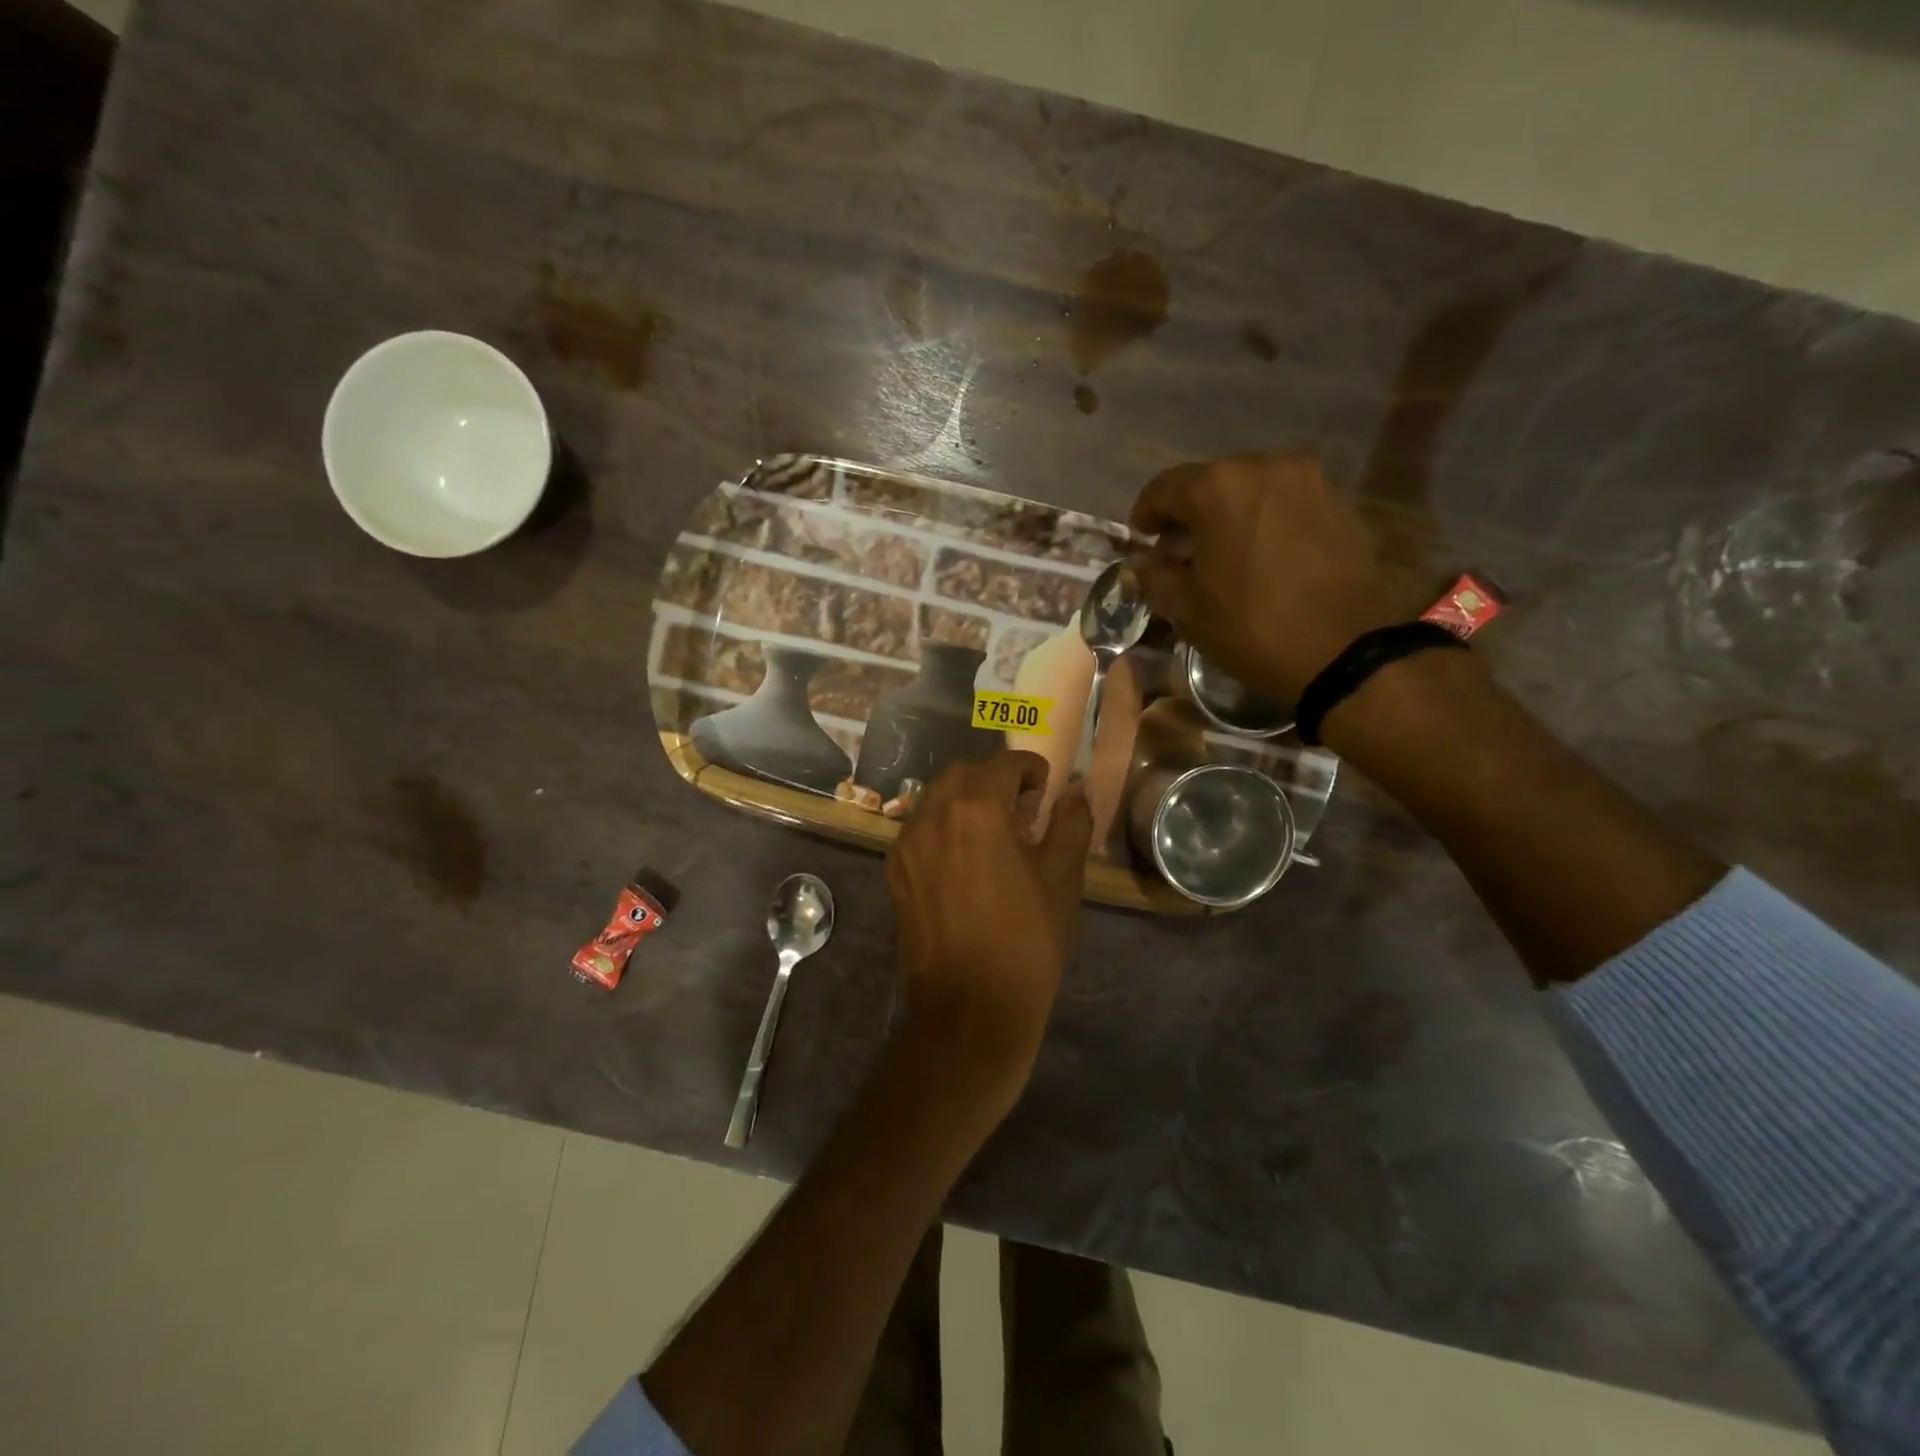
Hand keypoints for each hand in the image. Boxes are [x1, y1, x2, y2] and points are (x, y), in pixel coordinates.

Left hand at [885, 751, 1093, 1095]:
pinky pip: (919, 829)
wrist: (969, 1011)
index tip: (1046, 785)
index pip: (1003, 765)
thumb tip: (1074, 793)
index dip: (1030, 768)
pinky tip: (963, 859)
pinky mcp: (895, 873)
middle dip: (994, 780)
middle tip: (1022, 807)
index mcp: (976, 809)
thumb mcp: (1062, 880)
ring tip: (992, 832)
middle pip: (963, 775)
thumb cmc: (1026, 942)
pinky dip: (942, 826)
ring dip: (965, 801)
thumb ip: (1070, 825)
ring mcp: (906, 844)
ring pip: (934, 799)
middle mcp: (932, 815)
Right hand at [1130, 453, 1401, 700]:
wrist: (1344, 650)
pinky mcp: (1338, 500)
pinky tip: (1261, 556)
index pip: (1164, 488)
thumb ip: (1154, 576)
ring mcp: (1307, 479)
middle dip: (1189, 515)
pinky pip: (1284, 502)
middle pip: (1209, 483)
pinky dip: (1263, 521)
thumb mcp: (1186, 608)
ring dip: (1228, 516)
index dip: (1146, 514)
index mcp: (1218, 487)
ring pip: (1249, 489)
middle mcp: (1264, 466)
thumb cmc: (1252, 626)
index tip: (1142, 541)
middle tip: (1181, 553)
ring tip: (1224, 556)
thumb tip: (1143, 564)